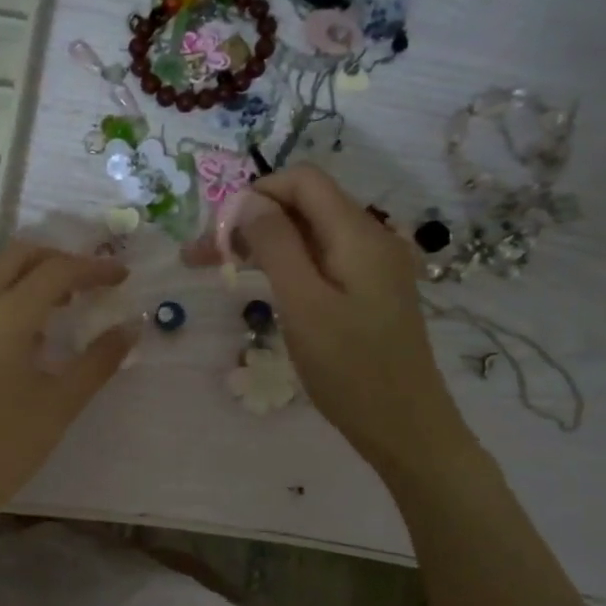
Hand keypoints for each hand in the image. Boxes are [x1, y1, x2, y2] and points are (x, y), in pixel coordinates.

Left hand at [0, 241, 133, 534]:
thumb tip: (132, 326)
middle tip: (89, 281)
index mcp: (4, 320)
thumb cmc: (4, 448)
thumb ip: (99, 360)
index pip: (55, 272)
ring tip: (60, 301)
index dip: (93, 268)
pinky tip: (23, 326)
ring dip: (27, 271)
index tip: (121, 277)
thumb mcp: (60, 405)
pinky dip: (2, 291)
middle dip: (57, 259)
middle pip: (17, 255)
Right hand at [236, 165, 474, 474]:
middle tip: (202, 256)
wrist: (404, 425)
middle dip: (251, 221)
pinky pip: (322, 260)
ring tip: (220, 270)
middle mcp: (369, 238)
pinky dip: (286, 265)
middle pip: (304, 205)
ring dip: (264, 244)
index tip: (218, 232)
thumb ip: (276, 246)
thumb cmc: (350, 369)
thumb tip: (248, 200)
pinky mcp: (368, 291)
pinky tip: (262, 286)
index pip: (303, 180)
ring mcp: (371, 266)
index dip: (256, 194)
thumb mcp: (304, 304)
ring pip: (309, 234)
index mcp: (357, 234)